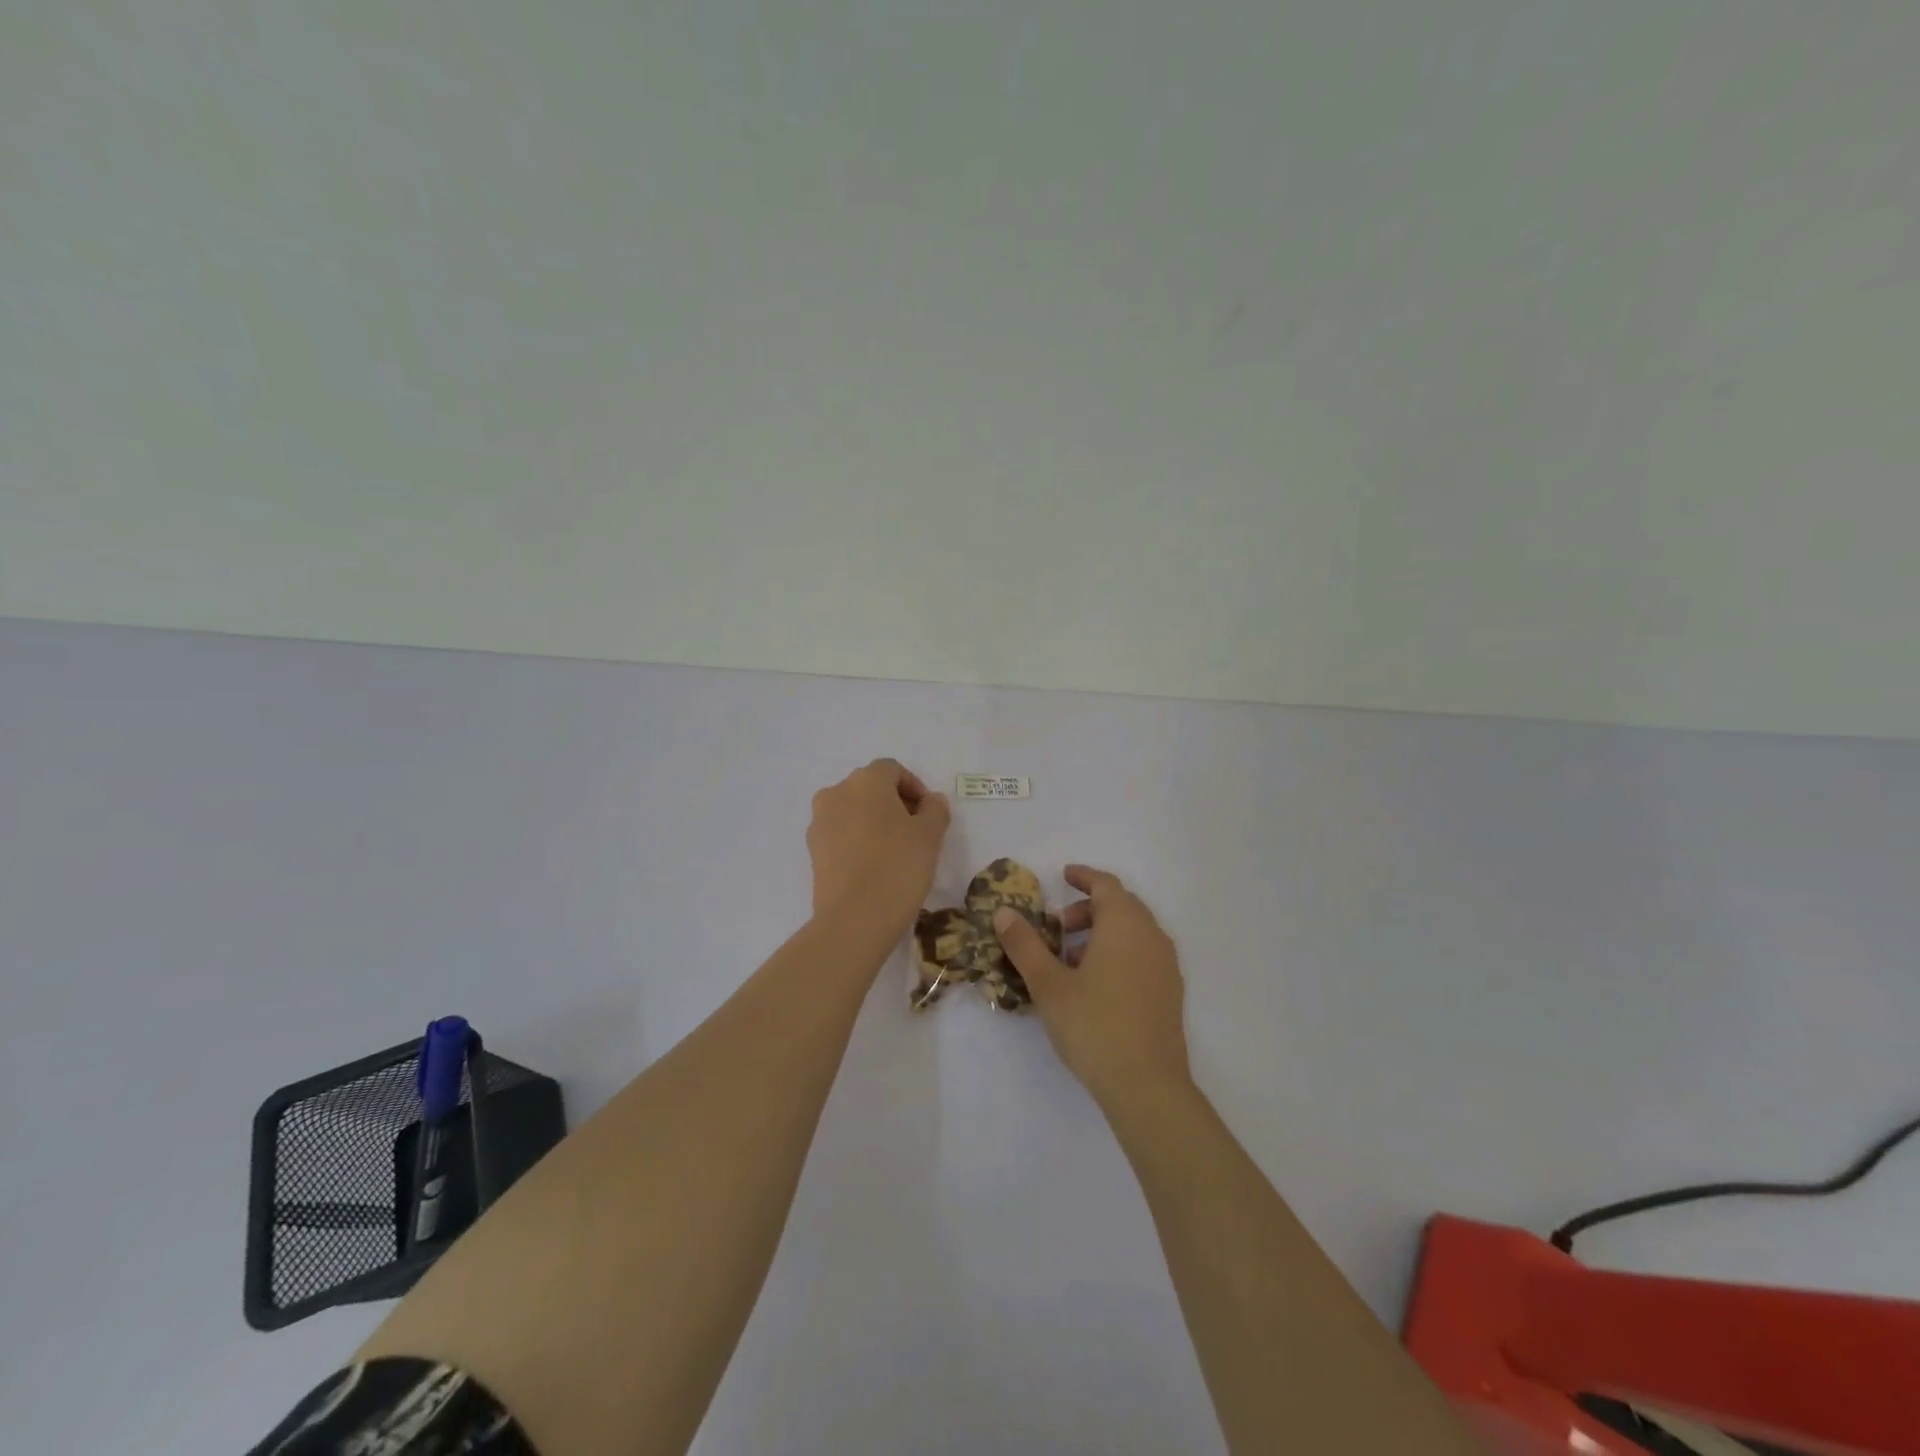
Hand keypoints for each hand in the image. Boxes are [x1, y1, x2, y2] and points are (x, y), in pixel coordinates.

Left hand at [806, 759, 951, 929]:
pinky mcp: (813, 851)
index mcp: (865, 781)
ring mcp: (819, 822)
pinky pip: (840, 834)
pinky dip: (858, 840)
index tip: (928, 813)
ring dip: (874, 821)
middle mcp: (836, 793)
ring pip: (852, 810)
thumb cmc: (898, 866)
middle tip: (915, 830)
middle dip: (893, 803)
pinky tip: (874, 866)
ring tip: (895, 850)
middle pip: (869, 787)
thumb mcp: (930, 835)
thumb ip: (935, 809)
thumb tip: (930, 801)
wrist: (854, 919)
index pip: (892, 769)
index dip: (914, 786)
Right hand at [992, 865, 1190, 1106]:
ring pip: (1133, 931)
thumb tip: (1004, 913)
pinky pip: (1143, 954)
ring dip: (1102, 933)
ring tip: (1070, 960)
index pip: (1106, 884)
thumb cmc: (1093, 1025)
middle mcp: (1151, 936)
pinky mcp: (1170, 992)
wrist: (1147, 1086)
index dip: (1083, 877)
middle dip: (1088, 909)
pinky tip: (1096, 985)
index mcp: (1124, 924)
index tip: (1063, 875)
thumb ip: (1025, 945)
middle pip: (1121, 906)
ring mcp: (1166, 965)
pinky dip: (1119, 952)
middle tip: (1057, 927)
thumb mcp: (1049, 984)